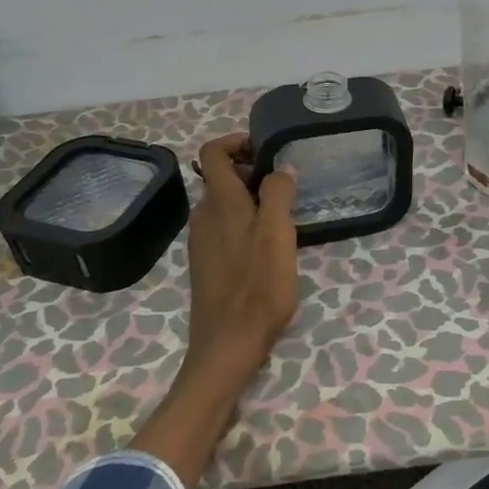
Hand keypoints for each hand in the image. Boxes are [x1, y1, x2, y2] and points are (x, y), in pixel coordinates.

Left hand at [184, 132, 300, 383]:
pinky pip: (224, 228)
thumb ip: (278, 193)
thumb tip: (280, 167)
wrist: (228, 345)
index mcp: (219, 202)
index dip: (236, 142)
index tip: (267, 151)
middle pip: (221, 177)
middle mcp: (203, 215)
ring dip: (252, 200)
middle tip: (286, 188)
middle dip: (252, 172)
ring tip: (284, 218)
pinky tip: (269, 248)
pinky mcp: (206, 264)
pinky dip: (245, 224)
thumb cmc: (257, 286)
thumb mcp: (278, 234)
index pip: (212, 151)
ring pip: (225, 204)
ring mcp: (202, 241)